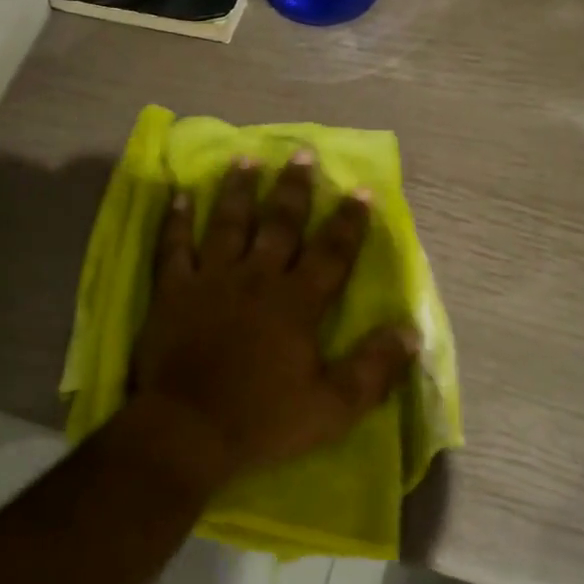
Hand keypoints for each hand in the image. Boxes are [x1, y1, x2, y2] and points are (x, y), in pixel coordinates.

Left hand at [126, 153, 419, 482]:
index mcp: (296, 302)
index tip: (361, 190)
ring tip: (246, 159)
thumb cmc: (263, 419)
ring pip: (227, 223)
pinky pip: (173, 245)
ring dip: (238, 190)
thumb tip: (410, 332)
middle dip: (293, 188)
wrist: (188, 430)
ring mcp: (211, 279)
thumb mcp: (332, 406)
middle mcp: (256, 278)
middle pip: (279, 224)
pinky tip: (178, 194)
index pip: (331, 253)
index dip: (349, 222)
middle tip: (302, 153)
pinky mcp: (173, 289)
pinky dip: (175, 219)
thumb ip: (373, 368)